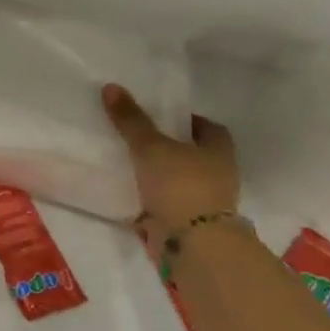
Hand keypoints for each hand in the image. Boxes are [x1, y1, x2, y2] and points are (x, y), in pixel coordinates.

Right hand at [101, 84, 238, 258]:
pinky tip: (128, 191)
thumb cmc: (181, 185)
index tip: (163, 117)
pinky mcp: (186, 223)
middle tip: (139, 137)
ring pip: (179, 180)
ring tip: (128, 163)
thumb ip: (131, 119)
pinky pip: (166, 203)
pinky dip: (151, 198)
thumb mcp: (151, 146)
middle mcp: (218, 175)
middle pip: (194, 154)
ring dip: (160, 175)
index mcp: (219, 152)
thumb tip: (110, 87)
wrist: (192, 243)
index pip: (209, 128)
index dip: (189, 121)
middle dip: (171, 147)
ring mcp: (203, 202)